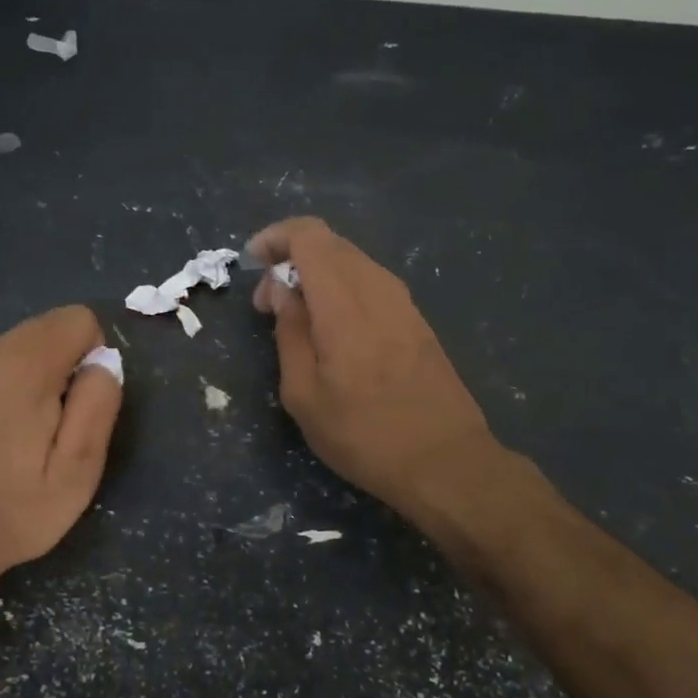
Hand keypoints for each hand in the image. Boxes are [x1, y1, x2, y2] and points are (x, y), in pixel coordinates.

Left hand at [0, 305, 121, 602]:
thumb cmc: (14, 512)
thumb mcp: (77, 471)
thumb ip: (97, 405)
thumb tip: (104, 362)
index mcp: (22, 367)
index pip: (78, 319)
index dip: (94, 357)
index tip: (82, 406)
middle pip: (49, 328)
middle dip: (67, 365)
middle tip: (58, 427)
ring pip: (21, 346)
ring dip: (38, 377)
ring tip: (28, 436)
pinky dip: (8, 388)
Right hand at [249, 217, 506, 529]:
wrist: (446, 462)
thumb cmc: (363, 435)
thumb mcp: (303, 394)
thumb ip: (289, 331)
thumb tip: (281, 288)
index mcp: (344, 303)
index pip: (309, 235)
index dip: (275, 237)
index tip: (252, 263)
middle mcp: (377, 289)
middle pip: (330, 243)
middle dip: (290, 258)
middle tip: (268, 303)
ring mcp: (404, 302)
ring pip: (352, 262)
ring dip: (316, 275)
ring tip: (296, 318)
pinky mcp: (417, 319)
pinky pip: (370, 283)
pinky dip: (341, 289)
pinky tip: (332, 328)